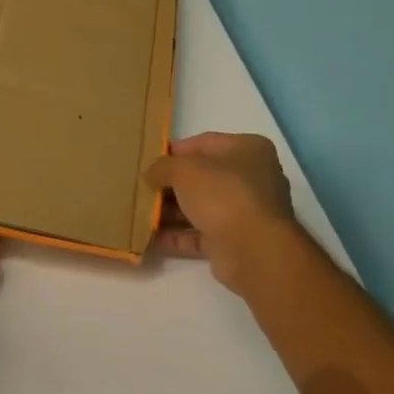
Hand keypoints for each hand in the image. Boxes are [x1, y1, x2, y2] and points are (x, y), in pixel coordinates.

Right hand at [145, 132, 295, 288]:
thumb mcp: (183, 170)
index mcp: (248, 150)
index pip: (204, 143)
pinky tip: (152, 237)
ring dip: (171, 212)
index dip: (174, 151)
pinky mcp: (236, 240)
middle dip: (170, 185)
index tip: (149, 161)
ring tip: (141, 215)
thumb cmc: (222, 194)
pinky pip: (201, 234)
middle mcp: (252, 178)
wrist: (252, 249)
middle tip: (143, 190)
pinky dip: (179, 236)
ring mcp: (246, 211)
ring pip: (201, 207)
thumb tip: (150, 175)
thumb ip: (162, 167)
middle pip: (202, 177)